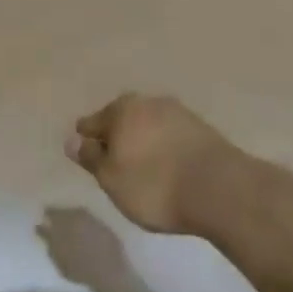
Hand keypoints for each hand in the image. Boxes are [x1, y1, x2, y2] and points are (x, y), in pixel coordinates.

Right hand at [66, 94, 240, 234]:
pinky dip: (165, 146)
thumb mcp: (112, 179)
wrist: (220, 189)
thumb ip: (91, 158)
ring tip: (143, 164)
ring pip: (149, 123)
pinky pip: (172, 134)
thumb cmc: (155, 185)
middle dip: (116, 134)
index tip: (86, 154)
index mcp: (119, 110)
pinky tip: (168, 164)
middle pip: (122, 117)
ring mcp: (177, 112)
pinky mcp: (202, 129)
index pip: (92, 122)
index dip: (86, 139)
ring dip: (143, 138)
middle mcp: (146, 102)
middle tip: (114, 159)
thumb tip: (72, 140)